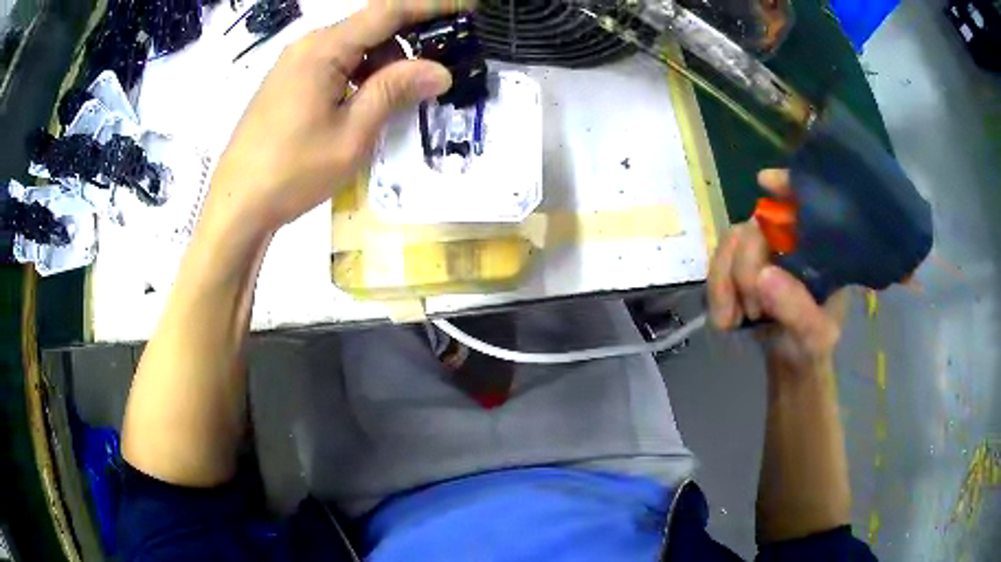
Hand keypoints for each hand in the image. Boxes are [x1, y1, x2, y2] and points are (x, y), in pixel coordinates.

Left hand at [203, 0, 473, 235]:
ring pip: (352, 48)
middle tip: (431, 77)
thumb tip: (439, 70)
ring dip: (381, 65)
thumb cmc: (292, 172)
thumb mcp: (351, 134)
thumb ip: (394, 92)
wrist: (237, 205)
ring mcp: (293, 64)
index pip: (388, 10)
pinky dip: (358, 76)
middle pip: (370, 27)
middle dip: (406, 45)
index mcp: (323, 49)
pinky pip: (333, 65)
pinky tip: (364, 106)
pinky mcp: (287, 83)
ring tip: (396, 102)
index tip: (468, 6)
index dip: (432, 4)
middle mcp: (307, 46)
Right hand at [708, 169, 847, 373]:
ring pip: (731, 242)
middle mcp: (790, 241)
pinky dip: (715, 290)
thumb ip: (797, 308)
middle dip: (746, 266)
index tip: (764, 183)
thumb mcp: (814, 336)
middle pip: (756, 226)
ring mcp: (762, 252)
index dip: (787, 185)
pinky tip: (724, 319)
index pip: (806, 203)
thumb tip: (762, 275)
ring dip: (725, 281)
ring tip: (733, 320)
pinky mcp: (739, 267)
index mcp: (819, 248)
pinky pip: (717, 262)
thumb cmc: (811, 348)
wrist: (787, 366)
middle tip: (752, 310)